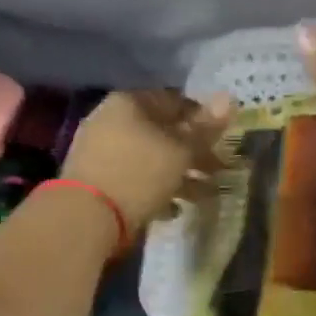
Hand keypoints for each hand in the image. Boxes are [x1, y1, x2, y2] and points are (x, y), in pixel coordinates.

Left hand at [60, 89, 232, 233]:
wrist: (86, 217)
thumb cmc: (139, 174)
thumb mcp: (180, 151)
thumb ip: (204, 128)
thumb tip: (229, 98)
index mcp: (130, 103)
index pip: (175, 101)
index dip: (203, 119)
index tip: (223, 140)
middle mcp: (111, 120)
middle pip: (162, 132)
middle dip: (193, 153)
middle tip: (218, 171)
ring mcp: (100, 151)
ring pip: (150, 158)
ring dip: (179, 175)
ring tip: (203, 196)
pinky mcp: (96, 181)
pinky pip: (135, 179)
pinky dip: (156, 190)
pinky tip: (172, 210)